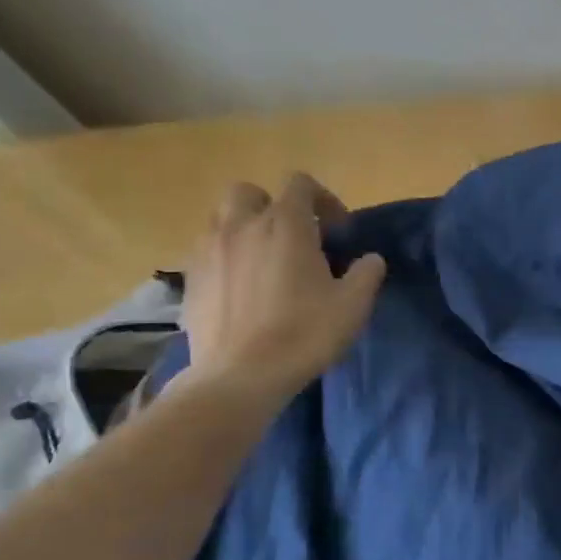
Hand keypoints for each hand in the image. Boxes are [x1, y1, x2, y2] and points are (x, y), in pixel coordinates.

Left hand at [181, 174, 386, 391]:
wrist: (241, 375)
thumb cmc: (304, 334)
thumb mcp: (353, 305)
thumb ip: (366, 273)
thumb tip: (371, 259)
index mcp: (284, 224)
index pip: (299, 184)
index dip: (322, 199)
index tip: (337, 230)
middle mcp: (241, 226)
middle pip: (249, 192)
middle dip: (271, 206)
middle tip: (292, 238)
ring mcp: (208, 250)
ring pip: (221, 219)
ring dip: (244, 229)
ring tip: (263, 261)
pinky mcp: (190, 278)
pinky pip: (207, 252)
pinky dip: (225, 258)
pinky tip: (241, 288)